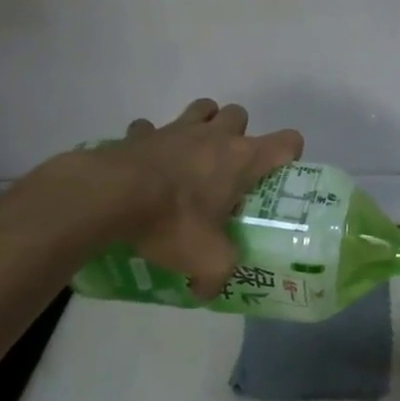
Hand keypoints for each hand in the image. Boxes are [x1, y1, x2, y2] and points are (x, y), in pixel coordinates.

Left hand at [27, 99, 302, 297]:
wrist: (110, 196)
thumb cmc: (173, 220)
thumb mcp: (207, 259)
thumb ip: (217, 276)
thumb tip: (208, 292)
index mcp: (243, 159)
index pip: (287, 142)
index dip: (289, 154)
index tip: (277, 175)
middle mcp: (216, 136)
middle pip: (240, 115)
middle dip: (239, 134)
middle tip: (228, 168)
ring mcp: (177, 130)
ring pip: (202, 108)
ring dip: (203, 124)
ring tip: (193, 155)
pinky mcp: (141, 134)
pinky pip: (150, 128)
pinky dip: (151, 140)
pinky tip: (146, 162)